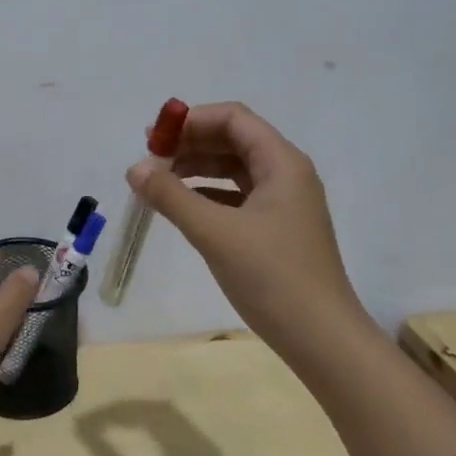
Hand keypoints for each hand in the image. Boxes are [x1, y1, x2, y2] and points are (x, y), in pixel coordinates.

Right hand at [75, 399, 258, 455]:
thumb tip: (85, 434)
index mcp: (177, 436)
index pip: (138, 410)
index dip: (109, 413)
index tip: (84, 424)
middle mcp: (192, 432)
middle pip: (154, 407)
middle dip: (124, 410)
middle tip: (98, 422)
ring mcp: (204, 445)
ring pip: (168, 416)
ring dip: (141, 415)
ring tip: (117, 426)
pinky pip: (177, 428)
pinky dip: (155, 425)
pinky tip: (146, 440)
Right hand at [126, 102, 361, 354]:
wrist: (320, 337)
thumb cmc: (271, 276)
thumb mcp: (214, 232)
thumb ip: (171, 196)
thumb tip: (135, 168)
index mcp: (282, 163)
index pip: (233, 118)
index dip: (191, 121)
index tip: (152, 140)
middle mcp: (286, 174)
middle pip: (233, 140)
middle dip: (189, 144)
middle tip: (149, 161)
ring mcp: (284, 204)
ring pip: (234, 170)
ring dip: (196, 170)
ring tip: (158, 184)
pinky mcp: (276, 230)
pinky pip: (237, 198)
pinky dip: (207, 195)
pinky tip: (182, 209)